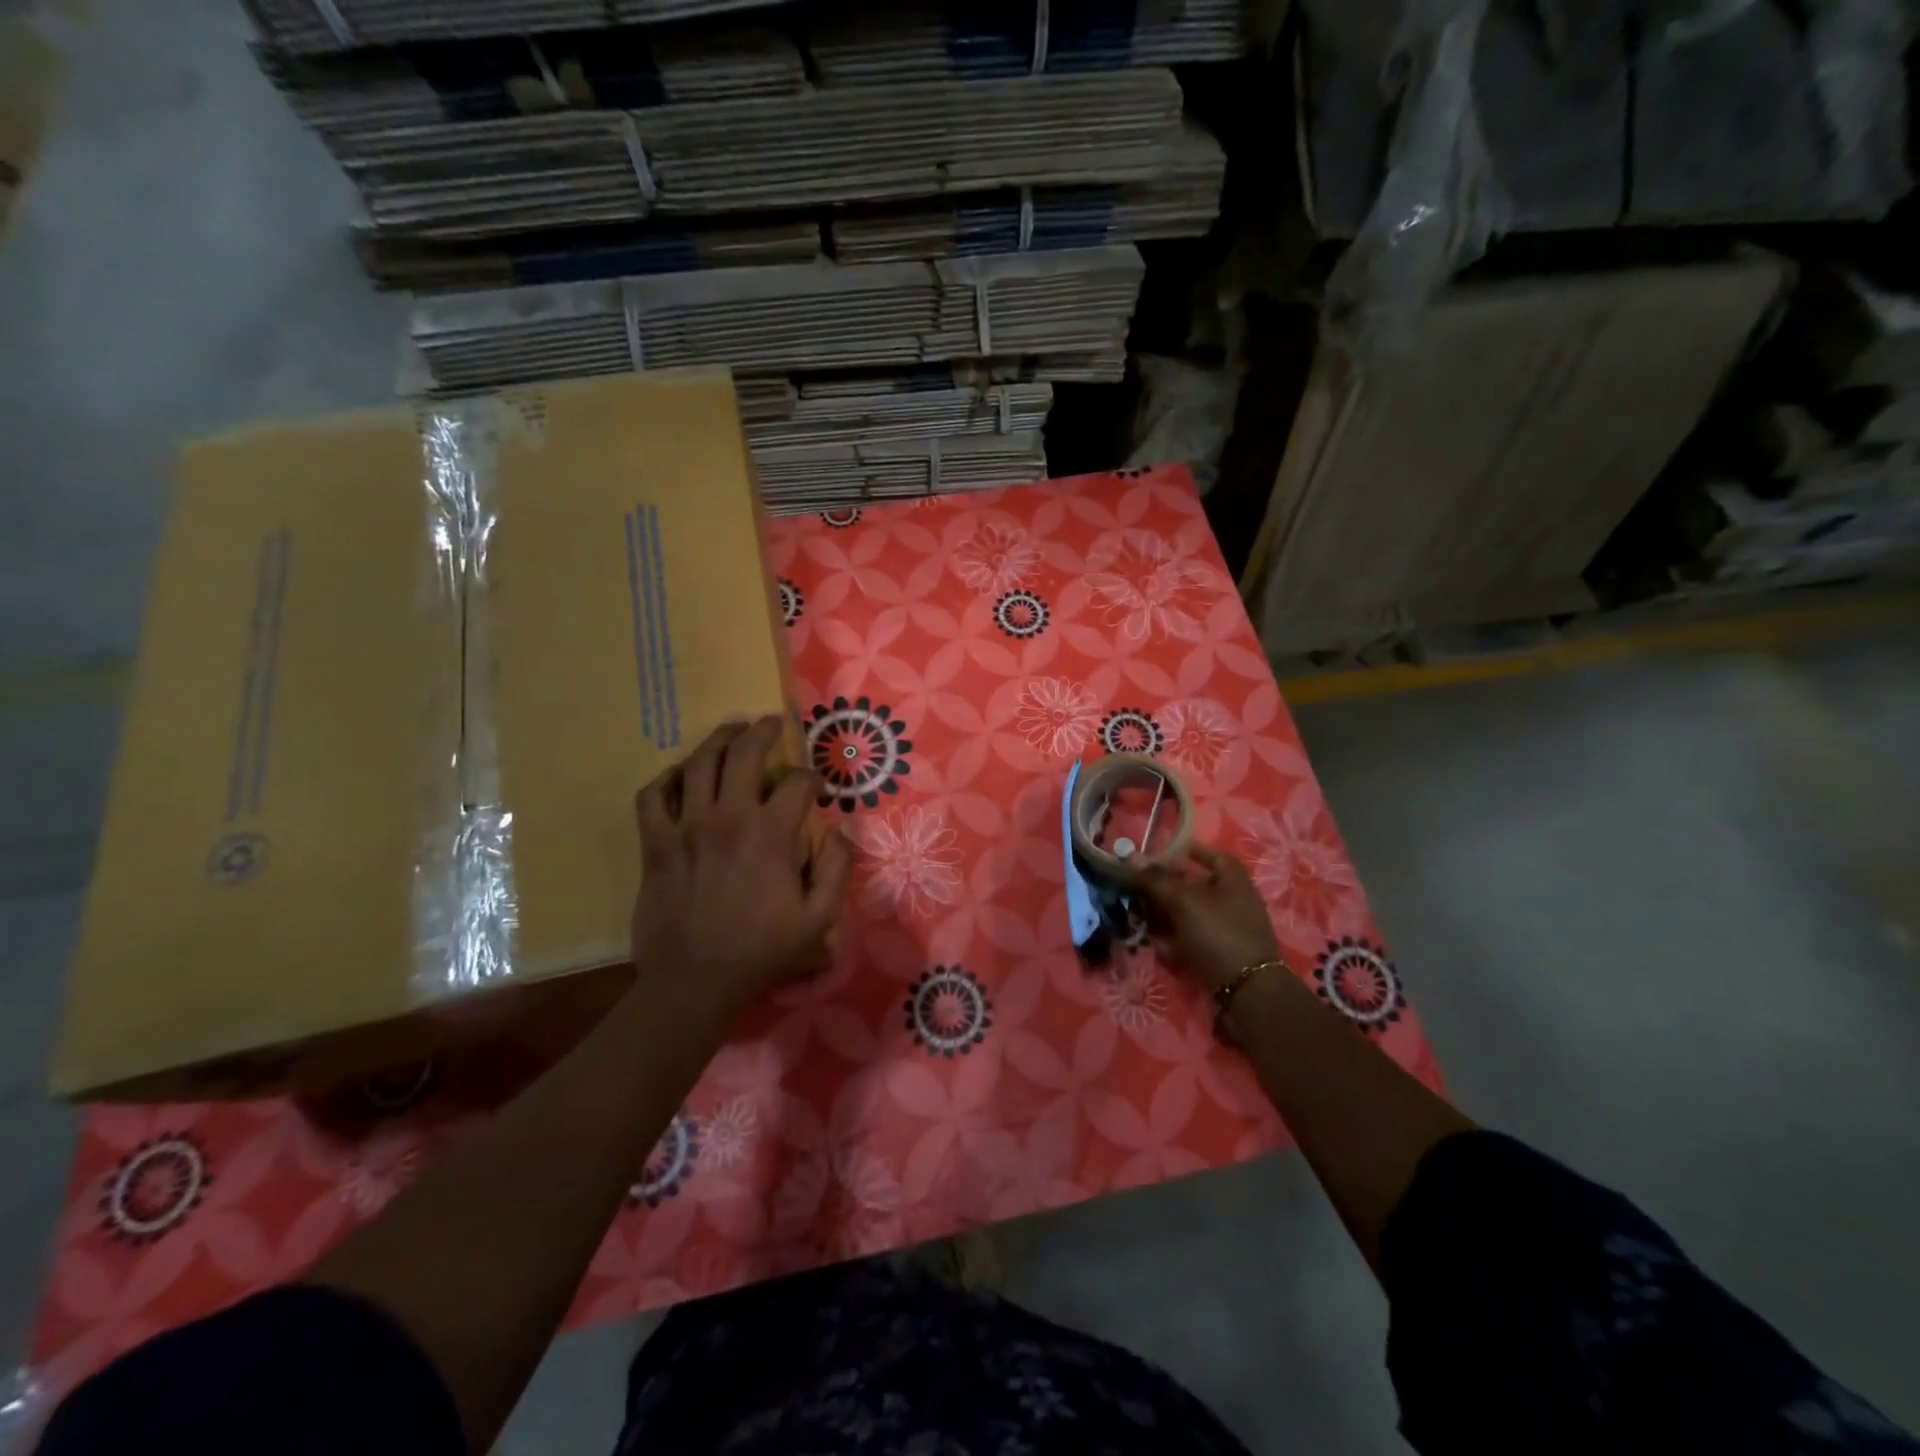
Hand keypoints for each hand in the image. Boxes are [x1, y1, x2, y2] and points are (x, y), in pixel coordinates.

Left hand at [630, 716, 851, 1021]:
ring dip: (717, 740)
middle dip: (762, 731)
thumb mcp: (818, 919)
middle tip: (770, 723)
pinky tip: (679, 774)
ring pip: (697, 764)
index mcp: (770, 835)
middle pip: (743, 754)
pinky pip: (652, 796)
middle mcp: (728, 818)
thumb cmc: (761, 951)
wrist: (695, 981)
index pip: (796, 784)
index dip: (811, 778)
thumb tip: (842, 830)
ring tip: (730, 730)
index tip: (816, 786)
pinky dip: (665, 778)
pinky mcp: (655, 844)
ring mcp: (686, 828)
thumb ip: (837, 870)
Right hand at [1133, 844, 1282, 991]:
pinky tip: (1159, 947)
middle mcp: (1230, 900)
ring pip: (1184, 915)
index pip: (1208, 854)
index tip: (1156, 854)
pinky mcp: (1216, 953)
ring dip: (1160, 917)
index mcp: (1232, 879)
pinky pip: (1188, 939)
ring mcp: (1224, 929)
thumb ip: (1156, 878)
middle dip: (1159, 890)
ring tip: (1140, 923)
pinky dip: (1171, 941)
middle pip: (1189, 887)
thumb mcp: (1184, 901)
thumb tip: (1131, 856)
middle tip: (1134, 893)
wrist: (1246, 992)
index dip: (1183, 851)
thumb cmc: (1218, 933)